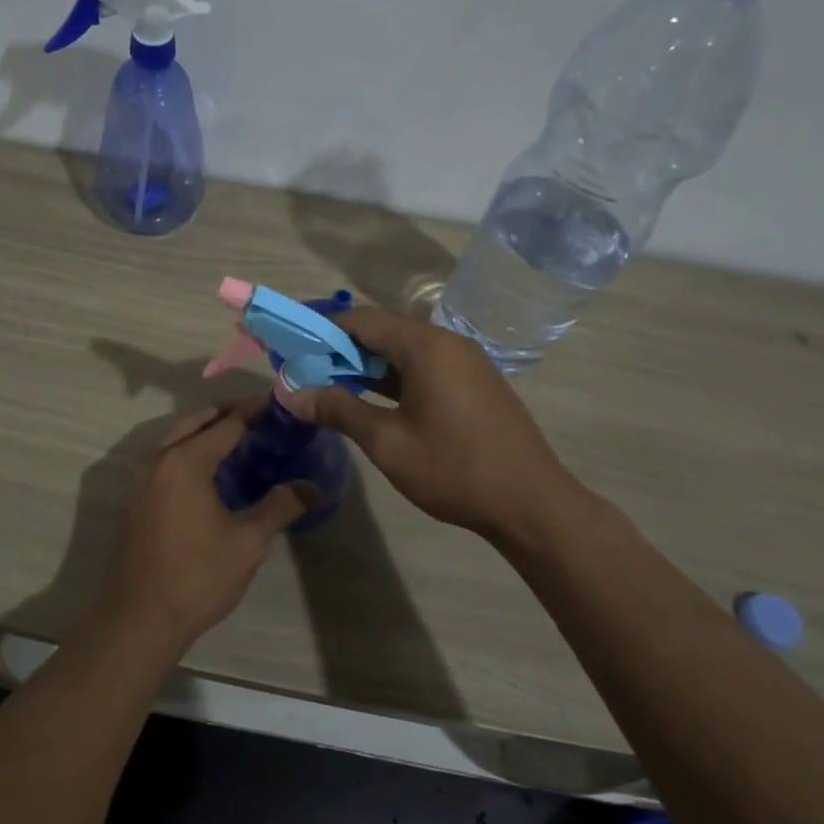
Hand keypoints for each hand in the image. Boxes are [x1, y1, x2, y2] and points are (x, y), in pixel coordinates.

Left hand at [95, 405, 307, 658]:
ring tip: (238, 437)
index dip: (254, 412)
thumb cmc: (197, 577)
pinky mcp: (135, 497)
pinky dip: (188, 448)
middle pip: (196, 421)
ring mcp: (141, 477)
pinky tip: (210, 469)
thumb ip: (280, 506)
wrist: (139, 619)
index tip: (279, 405)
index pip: (226, 424)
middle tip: (260, 416)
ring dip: (205, 430)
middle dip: (227, 413)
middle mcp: (158, 459)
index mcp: (185, 461)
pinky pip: (165, 456)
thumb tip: (313, 487)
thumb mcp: (248, 542)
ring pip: (176, 437)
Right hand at [276, 307, 572, 544]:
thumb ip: (338, 410)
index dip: (323, 331)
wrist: (531, 504)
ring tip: (333, 388)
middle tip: (308, 374)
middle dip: (342, 349)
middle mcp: (447, 343)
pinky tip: (375, 401)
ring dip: (368, 365)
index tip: (295, 351)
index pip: (362, 320)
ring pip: (404, 351)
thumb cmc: (454, 469)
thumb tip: (291, 393)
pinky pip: (425, 367)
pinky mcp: (475, 383)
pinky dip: (395, 377)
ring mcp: (466, 362)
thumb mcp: (387, 442)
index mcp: (425, 346)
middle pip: (383, 331)